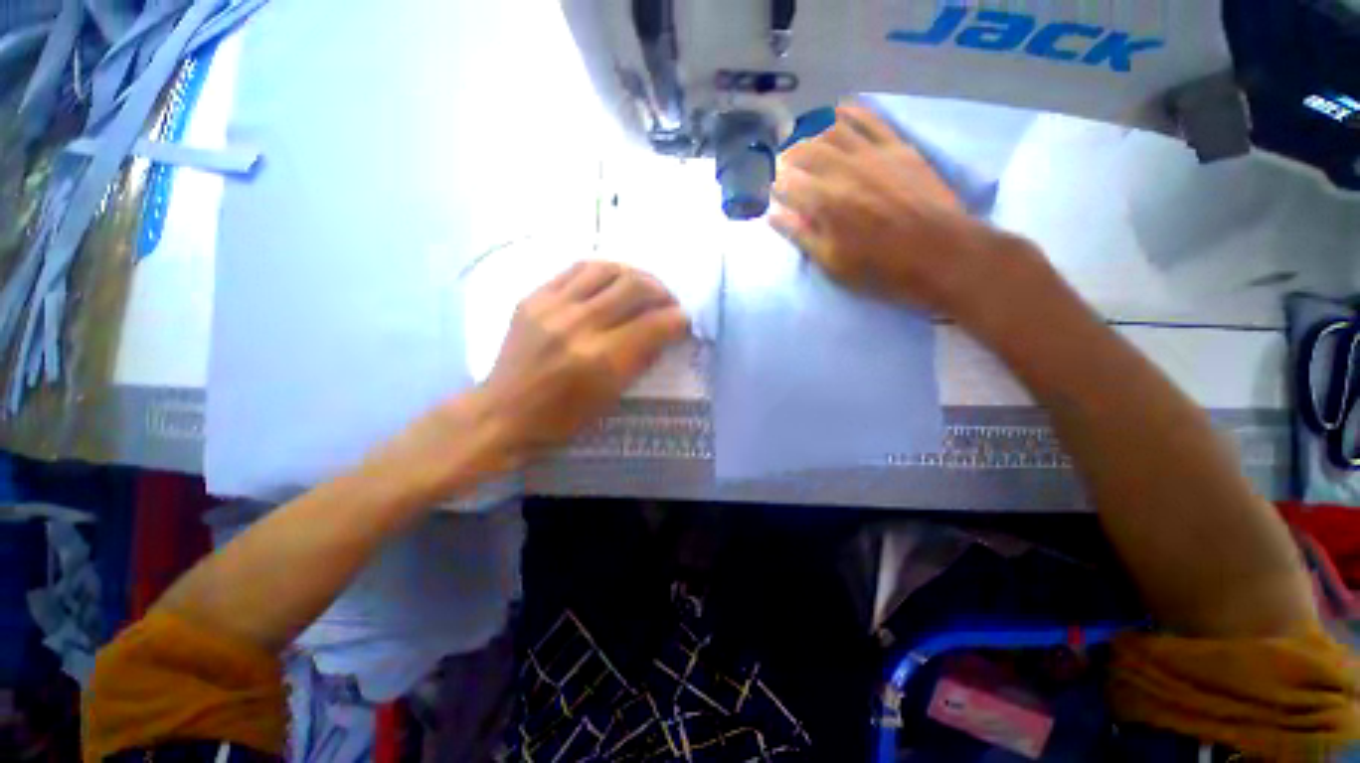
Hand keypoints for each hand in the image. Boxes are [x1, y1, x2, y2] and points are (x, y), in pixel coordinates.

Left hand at [478, 261, 689, 461]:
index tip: (683, 321)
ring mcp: (553, 306)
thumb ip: (640, 360)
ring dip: (635, 275)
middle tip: (667, 303)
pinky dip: (603, 272)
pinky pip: (577, 269)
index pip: (654, 325)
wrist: (504, 412)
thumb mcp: (611, 397)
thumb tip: (665, 332)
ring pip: (607, 269)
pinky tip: (610, 282)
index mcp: (601, 360)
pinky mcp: (534, 297)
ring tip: (642, 288)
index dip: (678, 320)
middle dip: (662, 292)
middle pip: (635, 286)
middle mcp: (579, 325)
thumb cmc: (561, 418)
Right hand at [770, 102, 1032, 318]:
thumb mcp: (832, 262)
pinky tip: (836, 111)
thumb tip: (773, 215)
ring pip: (831, 128)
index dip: (772, 183)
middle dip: (785, 155)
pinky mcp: (897, 147)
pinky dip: (849, 111)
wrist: (940, 253)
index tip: (766, 188)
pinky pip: (869, 119)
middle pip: (803, 150)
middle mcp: (843, 169)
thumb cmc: (880, 268)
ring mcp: (872, 153)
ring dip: (809, 130)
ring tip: (799, 136)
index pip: (785, 181)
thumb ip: (801, 235)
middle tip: (778, 163)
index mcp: (824, 202)